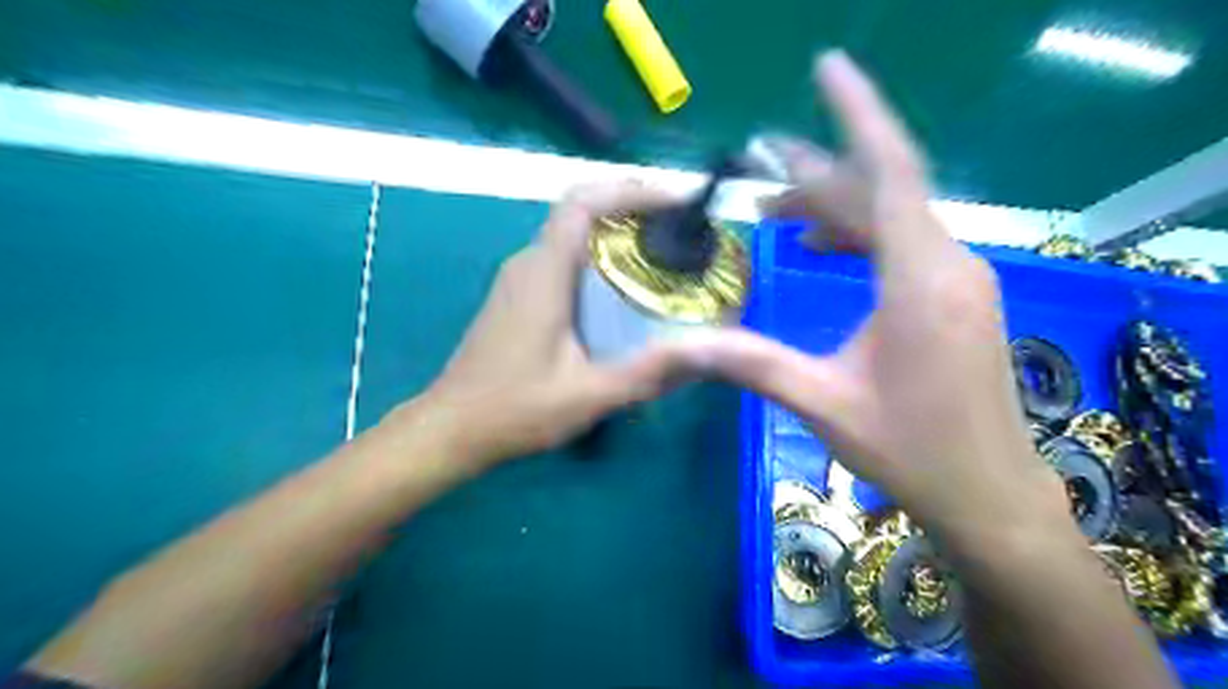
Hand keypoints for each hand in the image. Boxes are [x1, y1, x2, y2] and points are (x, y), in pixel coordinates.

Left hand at [416, 181, 693, 467]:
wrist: (452, 428)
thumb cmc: (516, 410)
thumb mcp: (590, 394)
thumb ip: (650, 371)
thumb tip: (712, 350)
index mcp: (543, 272)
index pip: (583, 202)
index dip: (631, 191)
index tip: (676, 202)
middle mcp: (529, 262)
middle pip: (582, 212)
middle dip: (633, 209)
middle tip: (682, 231)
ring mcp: (519, 278)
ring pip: (573, 235)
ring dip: (616, 233)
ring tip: (664, 255)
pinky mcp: (518, 296)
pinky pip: (564, 258)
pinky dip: (599, 257)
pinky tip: (624, 290)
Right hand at [688, 51, 1070, 545]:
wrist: (987, 492)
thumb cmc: (910, 449)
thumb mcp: (822, 403)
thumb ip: (752, 365)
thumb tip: (680, 347)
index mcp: (919, 280)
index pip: (889, 171)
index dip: (856, 113)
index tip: (826, 68)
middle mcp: (947, 263)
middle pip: (880, 192)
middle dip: (819, 172)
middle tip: (762, 163)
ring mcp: (956, 278)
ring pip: (892, 216)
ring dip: (836, 206)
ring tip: (779, 209)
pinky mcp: (954, 295)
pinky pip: (903, 242)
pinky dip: (859, 234)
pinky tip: (822, 246)